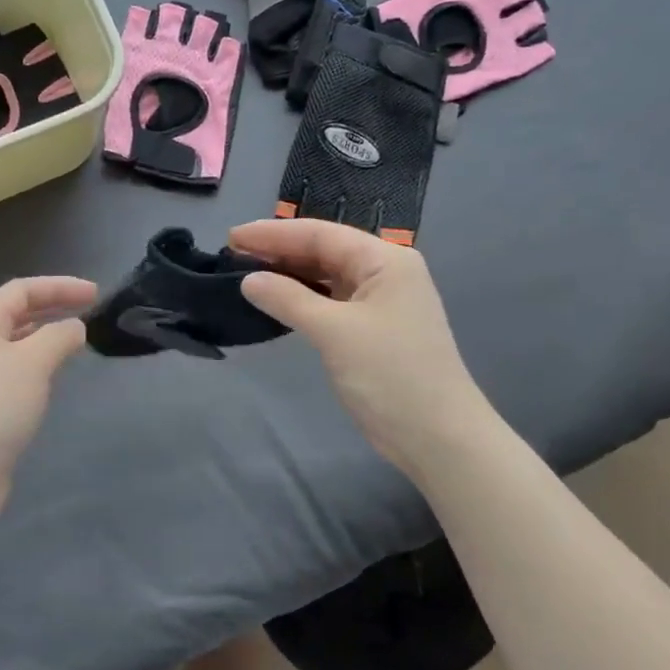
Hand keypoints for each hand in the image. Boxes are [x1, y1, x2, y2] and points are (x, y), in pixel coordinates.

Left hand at [0, 275, 97, 528]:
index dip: (58, 286)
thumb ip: (59, 337)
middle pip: (15, 316)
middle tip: (90, 314)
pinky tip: (53, 385)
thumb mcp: (32, 362)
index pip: (21, 290)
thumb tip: (73, 328)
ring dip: (45, 341)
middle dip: (52, 309)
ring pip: (15, 349)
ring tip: (76, 346)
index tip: (95, 294)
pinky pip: (14, 379)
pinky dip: (38, 372)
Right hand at [229, 219, 488, 472]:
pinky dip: (304, 299)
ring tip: (248, 274)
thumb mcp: (334, 332)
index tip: (232, 236)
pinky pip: (333, 302)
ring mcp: (382, 302)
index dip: (274, 233)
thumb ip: (289, 299)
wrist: (437, 436)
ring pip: (328, 277)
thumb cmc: (390, 375)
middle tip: (233, 256)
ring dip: (290, 275)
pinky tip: (278, 301)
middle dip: (280, 251)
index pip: (321, 234)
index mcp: (385, 260)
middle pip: (325, 251)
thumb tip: (249, 280)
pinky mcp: (374, 330)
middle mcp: (386, 273)